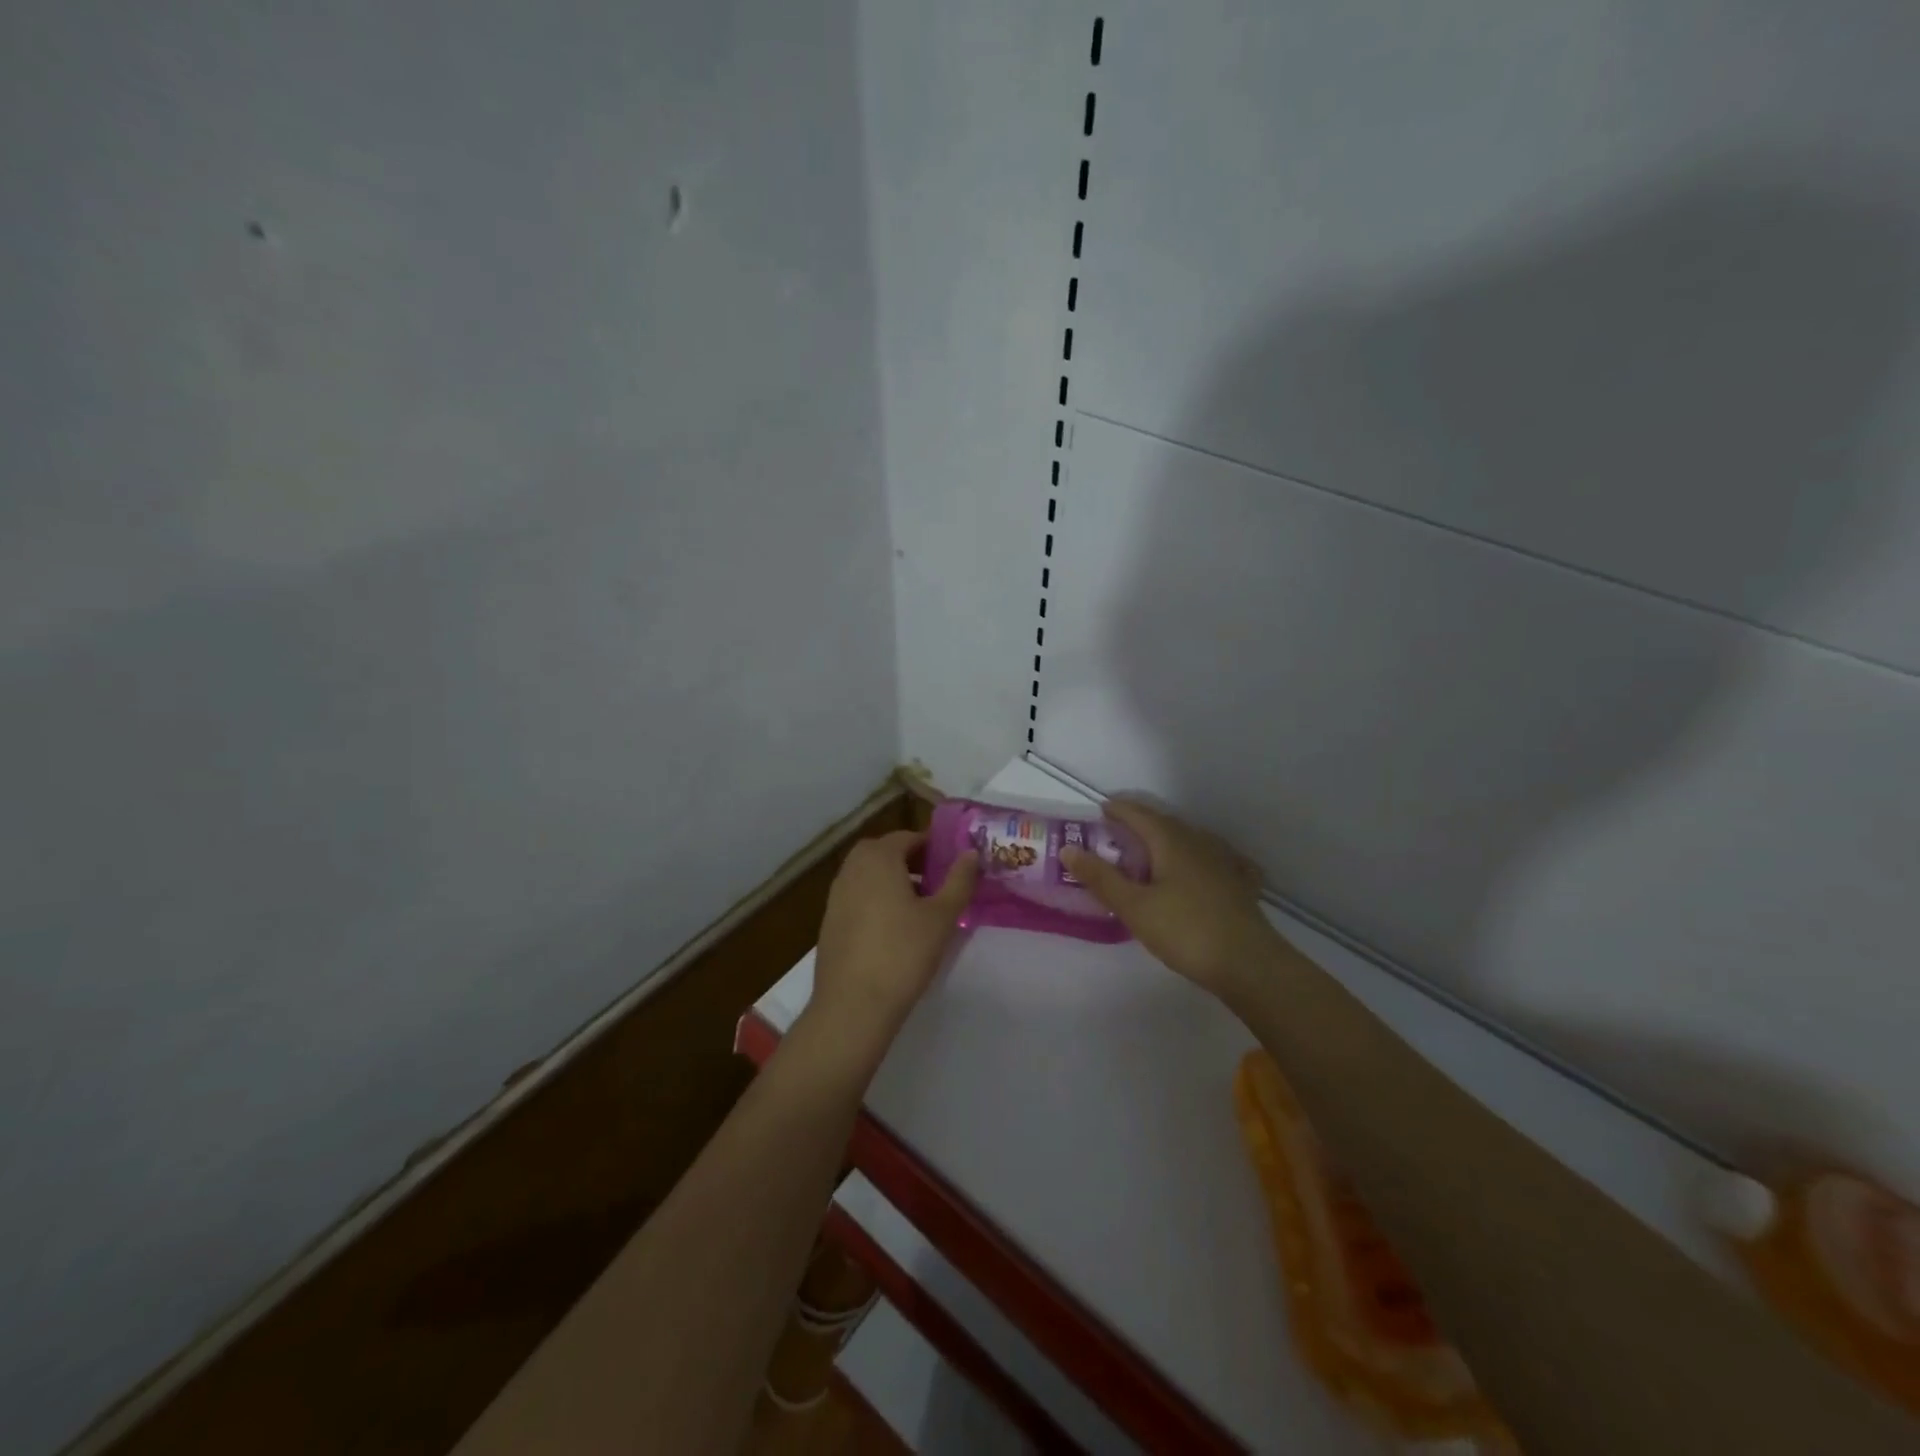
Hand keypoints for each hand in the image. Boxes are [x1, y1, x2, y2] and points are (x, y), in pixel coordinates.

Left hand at [808, 831, 977, 1053]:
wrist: (853, 1005)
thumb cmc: (903, 953)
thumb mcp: (942, 916)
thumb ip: (959, 880)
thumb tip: (971, 853)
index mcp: (878, 858)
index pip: (908, 837)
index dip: (933, 846)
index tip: (953, 862)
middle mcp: (852, 868)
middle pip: (885, 852)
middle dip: (912, 860)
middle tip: (938, 880)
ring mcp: (836, 894)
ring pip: (869, 874)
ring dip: (893, 879)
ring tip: (920, 905)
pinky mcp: (830, 920)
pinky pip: (858, 896)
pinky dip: (876, 899)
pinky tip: (894, 928)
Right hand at [1061, 799, 1278, 1003]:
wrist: (1249, 964)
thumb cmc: (1185, 930)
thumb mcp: (1133, 906)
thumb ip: (1101, 878)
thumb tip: (1068, 849)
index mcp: (1171, 842)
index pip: (1139, 814)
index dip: (1118, 809)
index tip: (1101, 809)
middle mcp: (1199, 843)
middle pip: (1166, 823)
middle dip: (1141, 822)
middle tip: (1119, 830)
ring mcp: (1224, 863)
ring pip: (1191, 840)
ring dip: (1168, 838)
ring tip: (1153, 848)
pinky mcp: (1240, 885)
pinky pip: (1215, 860)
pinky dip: (1201, 858)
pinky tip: (1205, 867)